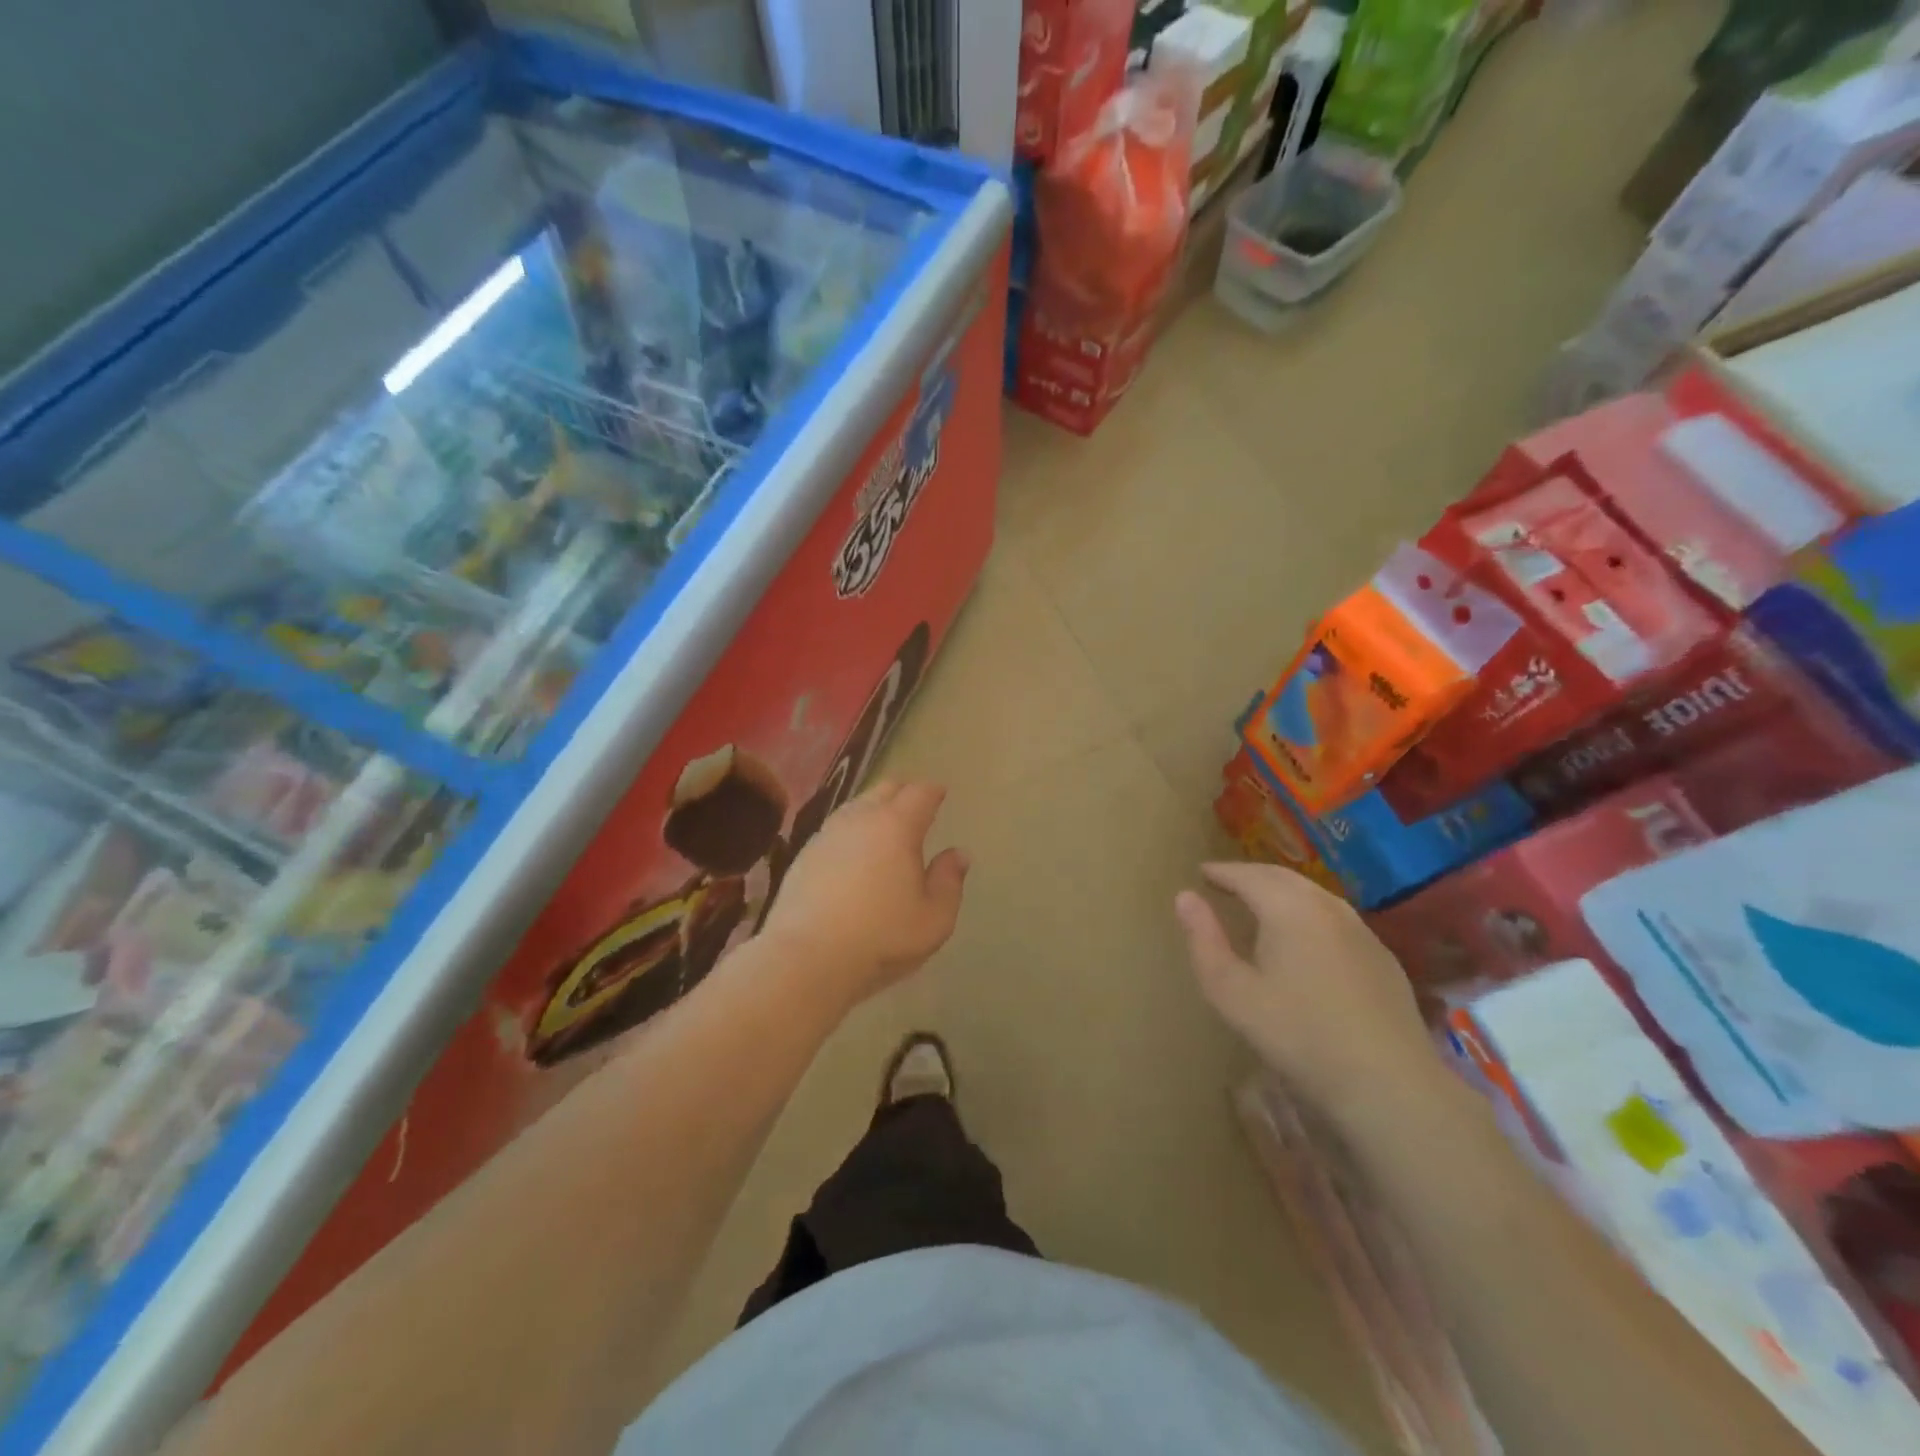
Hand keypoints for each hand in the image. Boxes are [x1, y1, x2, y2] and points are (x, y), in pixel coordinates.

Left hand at [759, 781, 968, 1007]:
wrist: (806, 958)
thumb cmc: (881, 937)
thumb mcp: (934, 919)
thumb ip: (949, 881)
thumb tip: (957, 854)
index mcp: (897, 826)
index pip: (919, 793)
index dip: (933, 791)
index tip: (940, 793)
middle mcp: (860, 819)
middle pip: (884, 789)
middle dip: (903, 791)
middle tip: (915, 804)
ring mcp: (827, 835)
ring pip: (856, 806)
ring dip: (873, 808)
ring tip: (884, 825)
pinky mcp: (803, 855)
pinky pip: (834, 830)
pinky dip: (850, 832)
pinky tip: (852, 852)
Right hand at [1175, 863, 1443, 1125]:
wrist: (1388, 1083)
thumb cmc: (1298, 1035)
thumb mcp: (1232, 992)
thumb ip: (1204, 940)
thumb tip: (1185, 897)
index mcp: (1288, 908)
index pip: (1248, 875)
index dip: (1222, 872)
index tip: (1201, 872)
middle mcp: (1327, 907)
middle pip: (1282, 877)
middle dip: (1251, 875)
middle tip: (1226, 882)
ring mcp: (1361, 930)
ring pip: (1313, 895)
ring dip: (1282, 891)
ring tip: (1260, 903)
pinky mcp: (1382, 957)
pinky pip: (1335, 917)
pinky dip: (1308, 912)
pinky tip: (1305, 936)